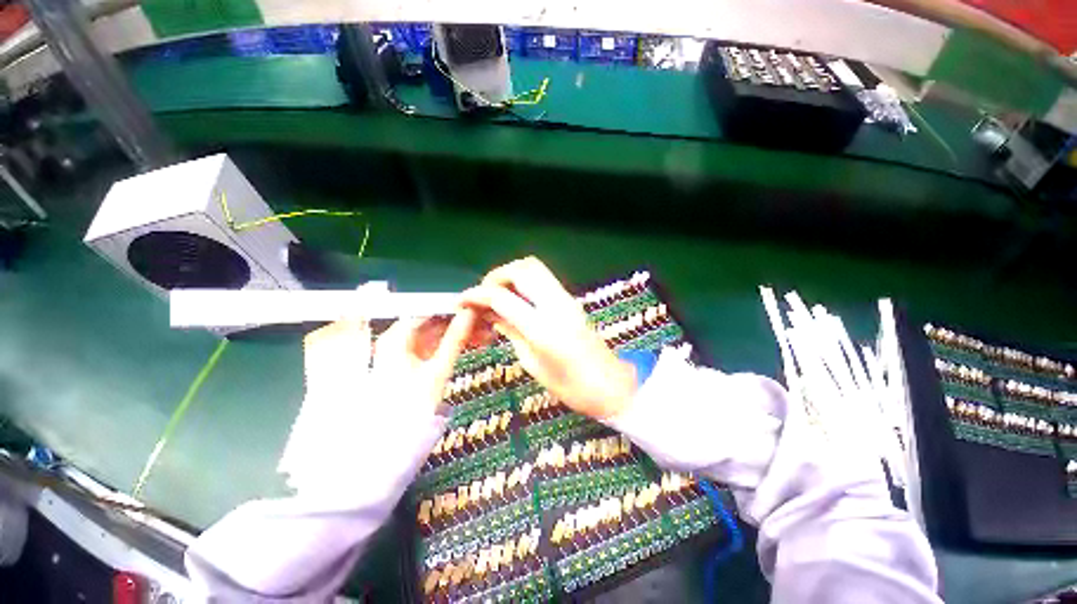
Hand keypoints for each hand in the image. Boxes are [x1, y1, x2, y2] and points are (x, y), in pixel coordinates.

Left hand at [372, 310, 484, 410]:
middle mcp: (398, 339)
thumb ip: (455, 339)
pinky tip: (473, 343)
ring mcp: (406, 351)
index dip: (455, 306)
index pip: (430, 309)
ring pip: (439, 333)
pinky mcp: (414, 361)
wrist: (388, 445)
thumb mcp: (437, 371)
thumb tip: (470, 313)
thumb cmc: (409, 408)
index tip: (478, 307)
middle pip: (435, 321)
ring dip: (461, 333)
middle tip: (487, 322)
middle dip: (461, 321)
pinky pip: (437, 345)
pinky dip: (453, 344)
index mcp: (397, 338)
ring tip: (486, 335)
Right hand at [460, 257, 636, 419]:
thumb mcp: (532, 362)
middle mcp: (556, 304)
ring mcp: (566, 298)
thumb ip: (510, 331)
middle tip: (483, 295)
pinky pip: (543, 279)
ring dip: (510, 275)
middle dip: (496, 276)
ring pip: (534, 268)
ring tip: (497, 296)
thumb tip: (489, 314)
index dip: (476, 295)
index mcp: (542, 327)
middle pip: (521, 269)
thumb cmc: (570, 386)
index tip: (461, 301)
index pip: (502, 297)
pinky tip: (515, 300)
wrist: (609, 384)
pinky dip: (523, 282)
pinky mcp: (571, 299)